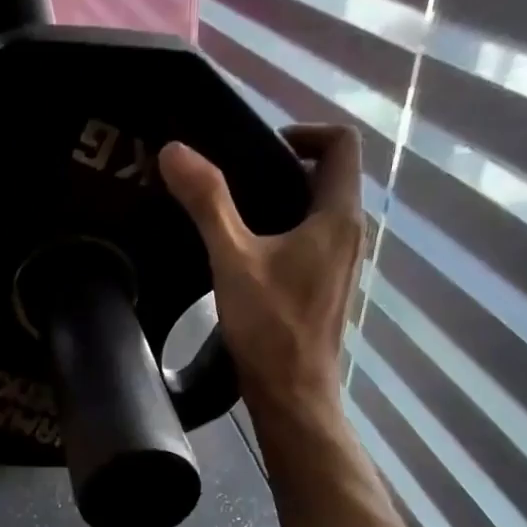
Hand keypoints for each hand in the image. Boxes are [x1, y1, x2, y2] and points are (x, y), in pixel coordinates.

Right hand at [158, 124, 364, 429]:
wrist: (293, 394)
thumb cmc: (270, 327)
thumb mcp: (233, 259)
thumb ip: (207, 203)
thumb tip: (175, 150)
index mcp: (338, 216)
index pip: (340, 143)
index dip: (302, 131)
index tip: (256, 147)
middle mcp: (350, 233)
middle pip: (327, 176)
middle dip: (283, 166)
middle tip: (231, 178)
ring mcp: (342, 263)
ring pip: (318, 211)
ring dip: (281, 201)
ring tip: (230, 212)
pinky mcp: (326, 287)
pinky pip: (310, 241)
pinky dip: (283, 232)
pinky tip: (244, 253)